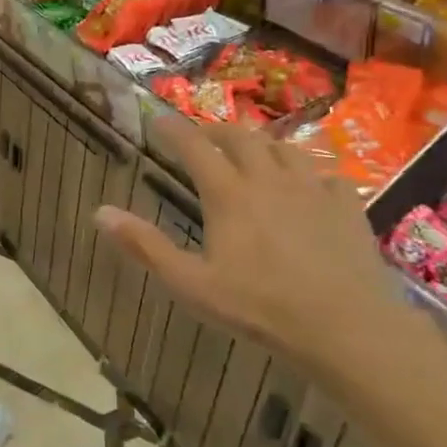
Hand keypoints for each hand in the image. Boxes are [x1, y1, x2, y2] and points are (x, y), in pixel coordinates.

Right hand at [95, 119, 424, 387]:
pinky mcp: (347, 205)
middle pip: (241, 138)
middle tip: (202, 139)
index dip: (173, 129)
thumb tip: (99, 212)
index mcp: (229, 194)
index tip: (157, 119)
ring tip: (251, 154)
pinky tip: (307, 184)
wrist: (346, 327)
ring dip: (261, 144)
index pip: (194, 146)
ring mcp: (313, 189)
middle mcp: (269, 179)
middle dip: (216, 131)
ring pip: (284, 148)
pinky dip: (307, 170)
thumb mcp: (191, 284)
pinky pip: (325, 172)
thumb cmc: (259, 308)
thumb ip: (145, 246)